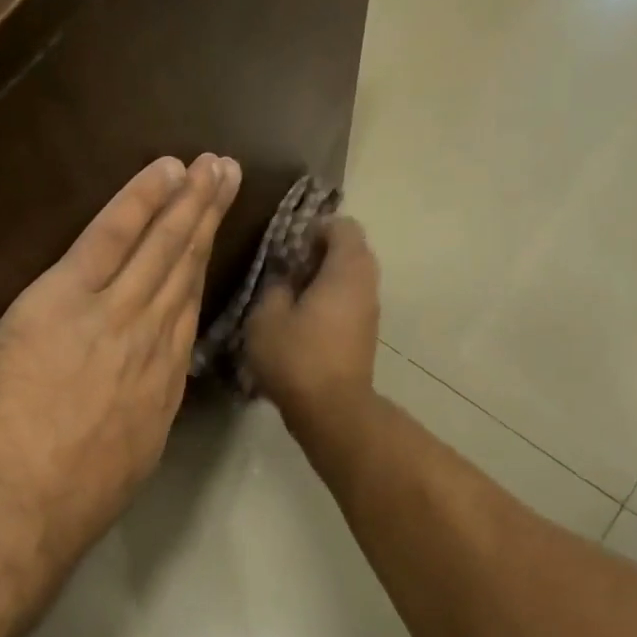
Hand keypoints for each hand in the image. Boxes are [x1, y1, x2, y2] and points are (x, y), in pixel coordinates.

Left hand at [0, 153, 241, 567]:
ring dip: (188, 202)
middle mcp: (152, 340)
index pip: (185, 314)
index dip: (201, 273)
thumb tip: (142, 402)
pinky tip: (164, 171)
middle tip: (228, 178)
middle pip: (185, 270)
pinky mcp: (70, 294)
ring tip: (211, 165)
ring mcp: (116, 313)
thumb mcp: (128, 462)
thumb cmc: (71, 495)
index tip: (211, 246)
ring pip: (162, 247)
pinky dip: (141, 201)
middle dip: (207, 221)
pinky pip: (112, 236)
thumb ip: (140, 420)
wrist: (25, 492)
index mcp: (162, 384)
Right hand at [244, 215, 380, 432]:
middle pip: (350, 252)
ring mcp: (369, 312)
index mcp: (346, 270)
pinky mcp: (364, 336)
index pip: (343, 226)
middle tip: (286, 270)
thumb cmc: (297, 356)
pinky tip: (301, 323)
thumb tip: (284, 279)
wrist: (331, 410)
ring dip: (323, 281)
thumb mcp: (266, 316)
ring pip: (350, 280)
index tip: (289, 246)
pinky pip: (349, 303)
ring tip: (290, 298)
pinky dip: (329, 303)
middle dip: (319, 254)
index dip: (315, 228)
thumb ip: (275, 287)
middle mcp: (366, 285)